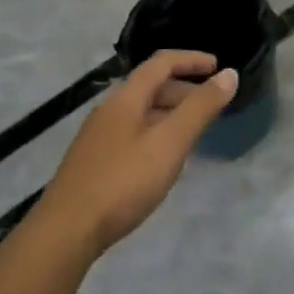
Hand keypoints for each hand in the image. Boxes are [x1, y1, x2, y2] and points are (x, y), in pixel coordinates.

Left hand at [37, 50, 237, 255]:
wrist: (64, 233)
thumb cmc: (123, 182)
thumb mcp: (170, 143)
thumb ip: (201, 108)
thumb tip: (229, 74)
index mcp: (126, 97)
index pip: (162, 62)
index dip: (192, 60)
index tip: (218, 67)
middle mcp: (109, 109)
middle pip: (151, 86)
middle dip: (184, 90)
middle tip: (211, 106)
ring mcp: (98, 136)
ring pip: (141, 112)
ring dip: (170, 113)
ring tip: (193, 133)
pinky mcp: (92, 162)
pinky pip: (132, 133)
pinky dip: (155, 133)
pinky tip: (163, 160)